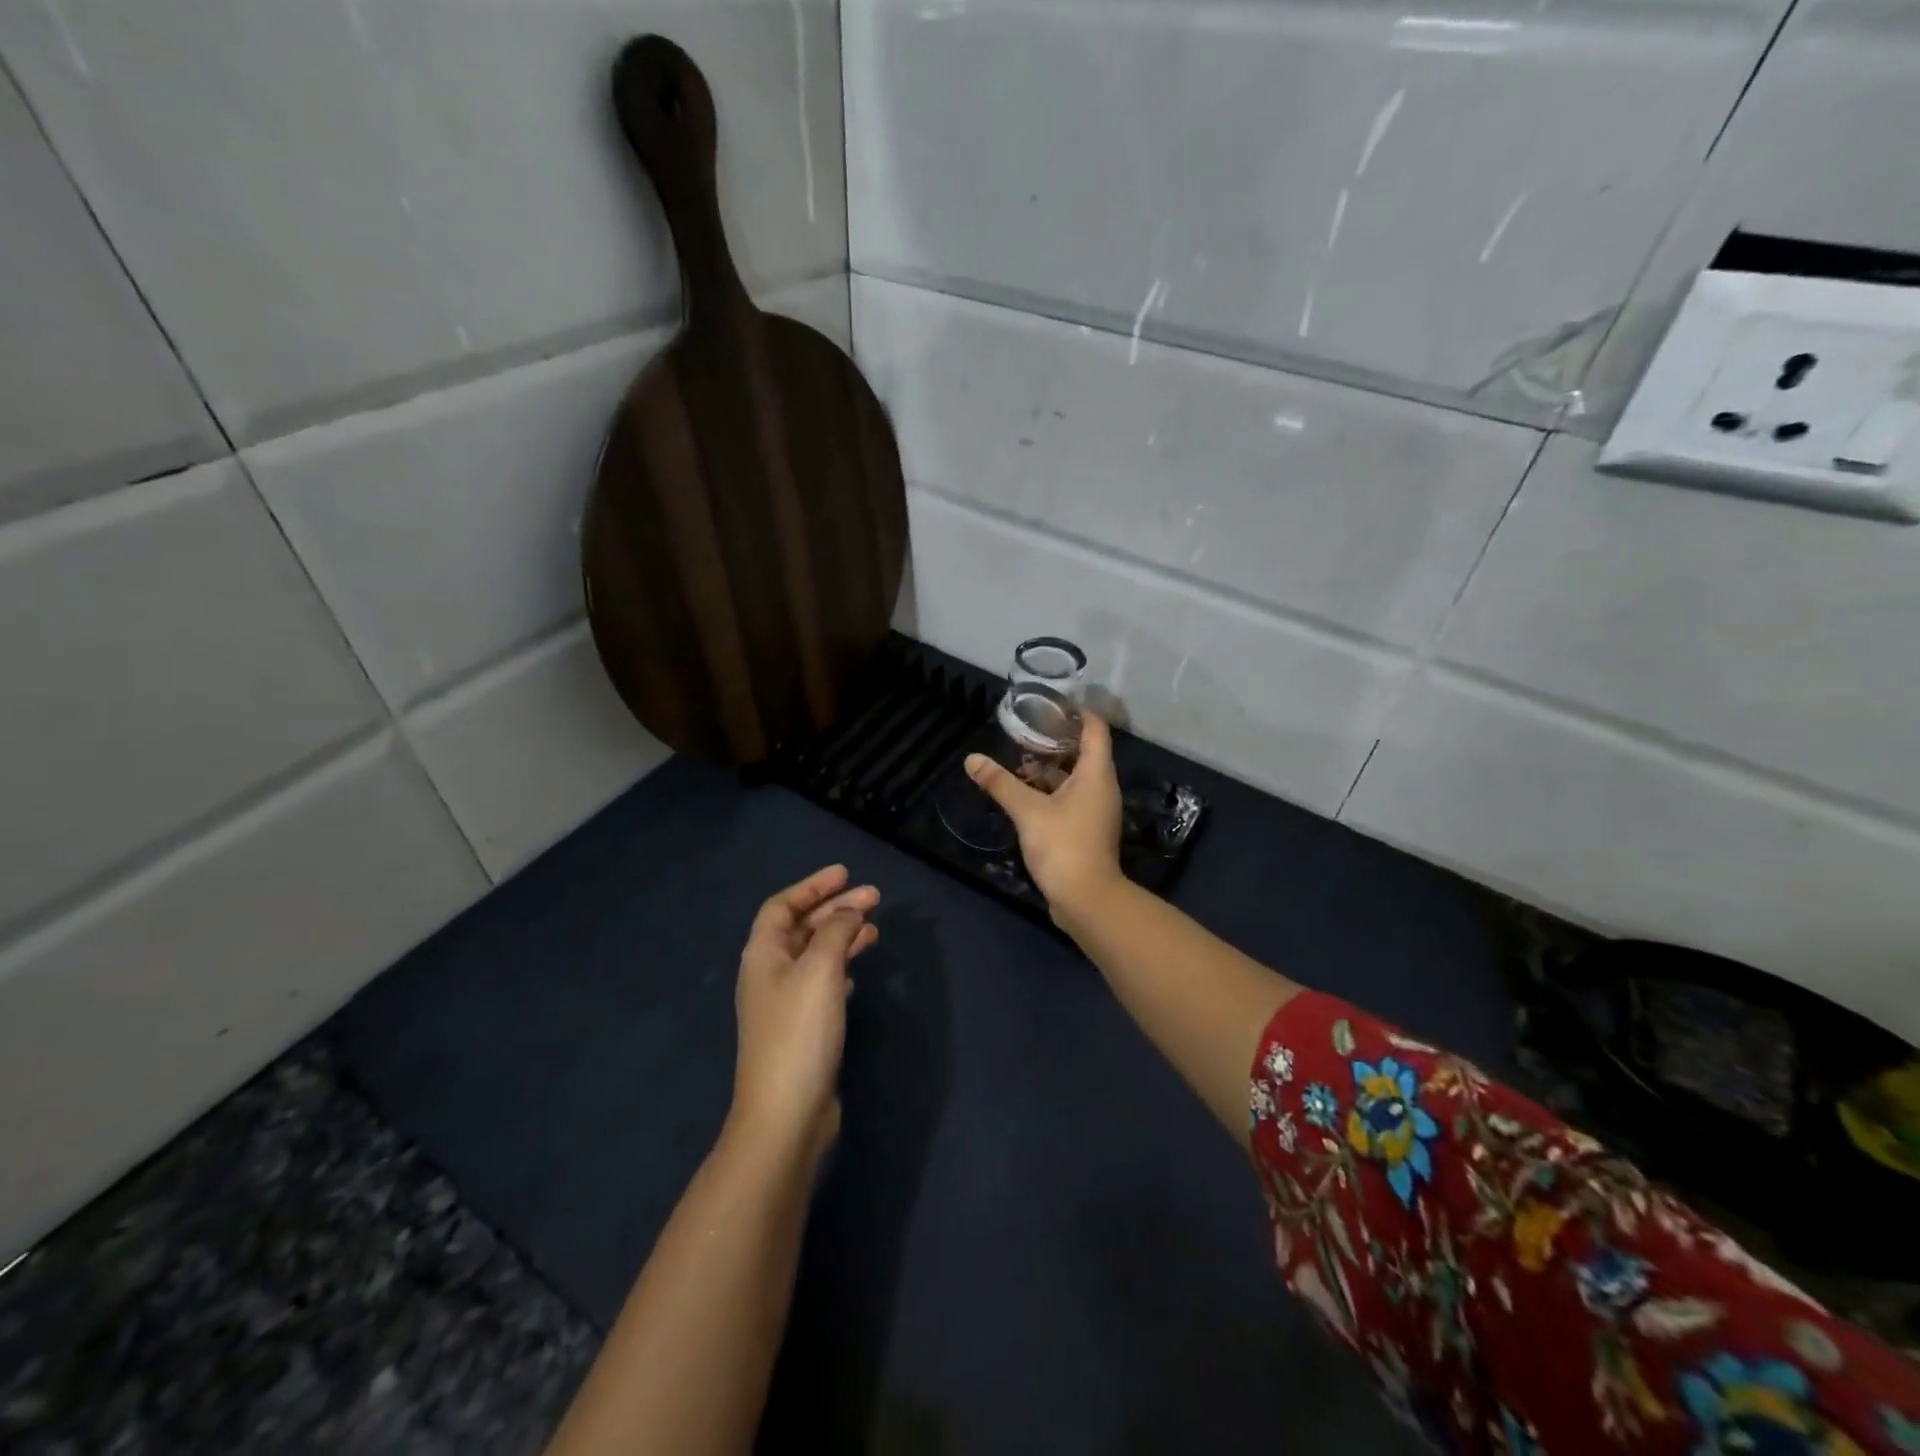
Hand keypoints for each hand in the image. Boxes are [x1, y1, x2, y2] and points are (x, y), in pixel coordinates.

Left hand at [729, 865, 879, 1162]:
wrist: (786, 1114)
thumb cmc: (799, 1032)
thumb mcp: (820, 970)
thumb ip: (836, 931)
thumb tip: (849, 911)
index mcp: (763, 955)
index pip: (782, 905)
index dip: (812, 886)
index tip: (845, 874)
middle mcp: (769, 974)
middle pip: (801, 927)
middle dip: (835, 908)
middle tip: (874, 897)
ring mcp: (784, 1004)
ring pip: (815, 954)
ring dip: (842, 936)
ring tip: (875, 928)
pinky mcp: (802, 1029)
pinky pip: (822, 982)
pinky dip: (841, 967)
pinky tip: (858, 969)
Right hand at [966, 711, 1122, 921]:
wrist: (1086, 898)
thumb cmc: (1062, 845)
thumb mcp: (1027, 811)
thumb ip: (1000, 783)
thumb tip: (971, 759)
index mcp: (1096, 774)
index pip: (1095, 729)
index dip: (1077, 713)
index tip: (1051, 705)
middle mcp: (1102, 787)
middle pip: (1085, 752)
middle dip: (1057, 740)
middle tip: (1027, 730)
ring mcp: (1097, 810)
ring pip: (1076, 778)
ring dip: (1051, 768)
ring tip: (1020, 759)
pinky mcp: (1087, 829)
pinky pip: (1072, 798)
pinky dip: (1052, 790)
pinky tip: (1026, 793)